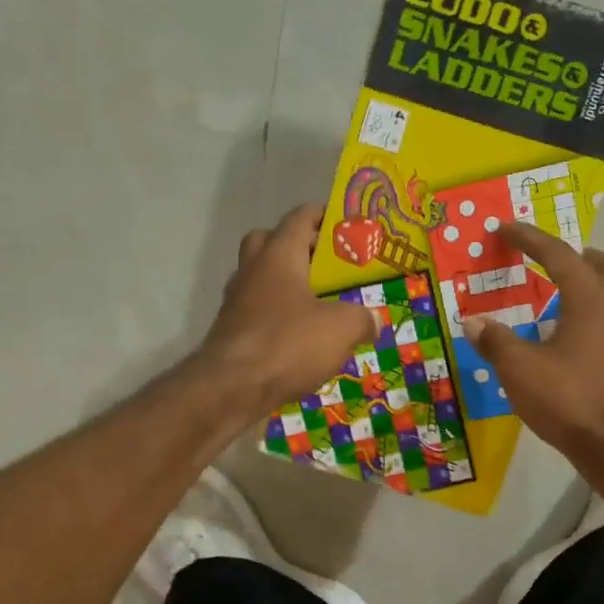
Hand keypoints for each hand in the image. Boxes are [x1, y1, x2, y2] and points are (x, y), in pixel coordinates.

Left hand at [199, 203, 374, 415]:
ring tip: (317, 304)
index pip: (299, 217)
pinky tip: (297, 337)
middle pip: (269, 241)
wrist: (230, 388)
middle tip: (324, 264)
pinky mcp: (231, 331)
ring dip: (285, 284)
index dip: (322, 215)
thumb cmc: (288, 344)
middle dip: (297, 246)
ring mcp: (236, 301)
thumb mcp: (341, 328)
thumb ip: (362, 318)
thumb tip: (372, 320)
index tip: (344, 224)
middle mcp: (252, 270)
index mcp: (278, 255)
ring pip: (260, 277)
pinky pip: (256, 311)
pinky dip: (275, 316)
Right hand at [466, 222, 603, 455]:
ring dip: (585, 285)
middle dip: (579, 256)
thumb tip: (474, 322)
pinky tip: (560, 334)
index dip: (530, 239)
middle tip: (550, 259)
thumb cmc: (569, 398)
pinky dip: (585, 313)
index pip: (559, 255)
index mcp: (589, 300)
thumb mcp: (519, 369)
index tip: (506, 228)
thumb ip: (496, 341)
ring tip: (551, 295)